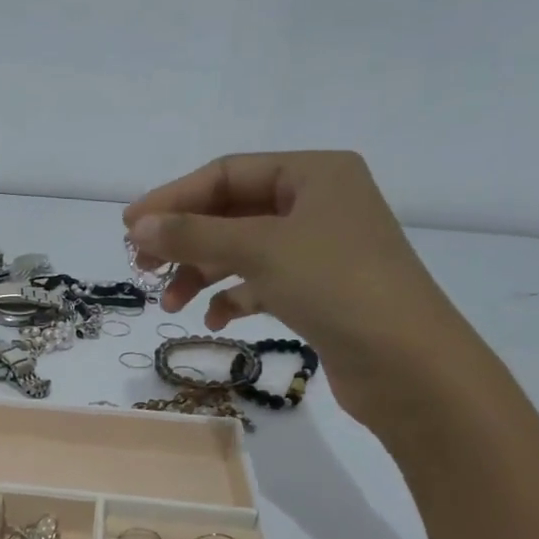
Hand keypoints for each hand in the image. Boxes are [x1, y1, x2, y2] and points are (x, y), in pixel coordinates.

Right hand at [125, 151, 481, 430]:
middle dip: (186, 240)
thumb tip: (138, 226)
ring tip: (171, 305)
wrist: (408, 365)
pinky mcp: (321, 293)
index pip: (228, 174)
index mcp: (315, 174)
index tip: (129, 228)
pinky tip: (213, 321)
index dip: (174, 198)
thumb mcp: (260, 250)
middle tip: (143, 268)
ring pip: (245, 252)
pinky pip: (264, 284)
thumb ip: (194, 234)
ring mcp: (322, 251)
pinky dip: (234, 298)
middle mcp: (320, 205)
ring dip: (203, 273)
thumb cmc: (337, 286)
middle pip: (233, 213)